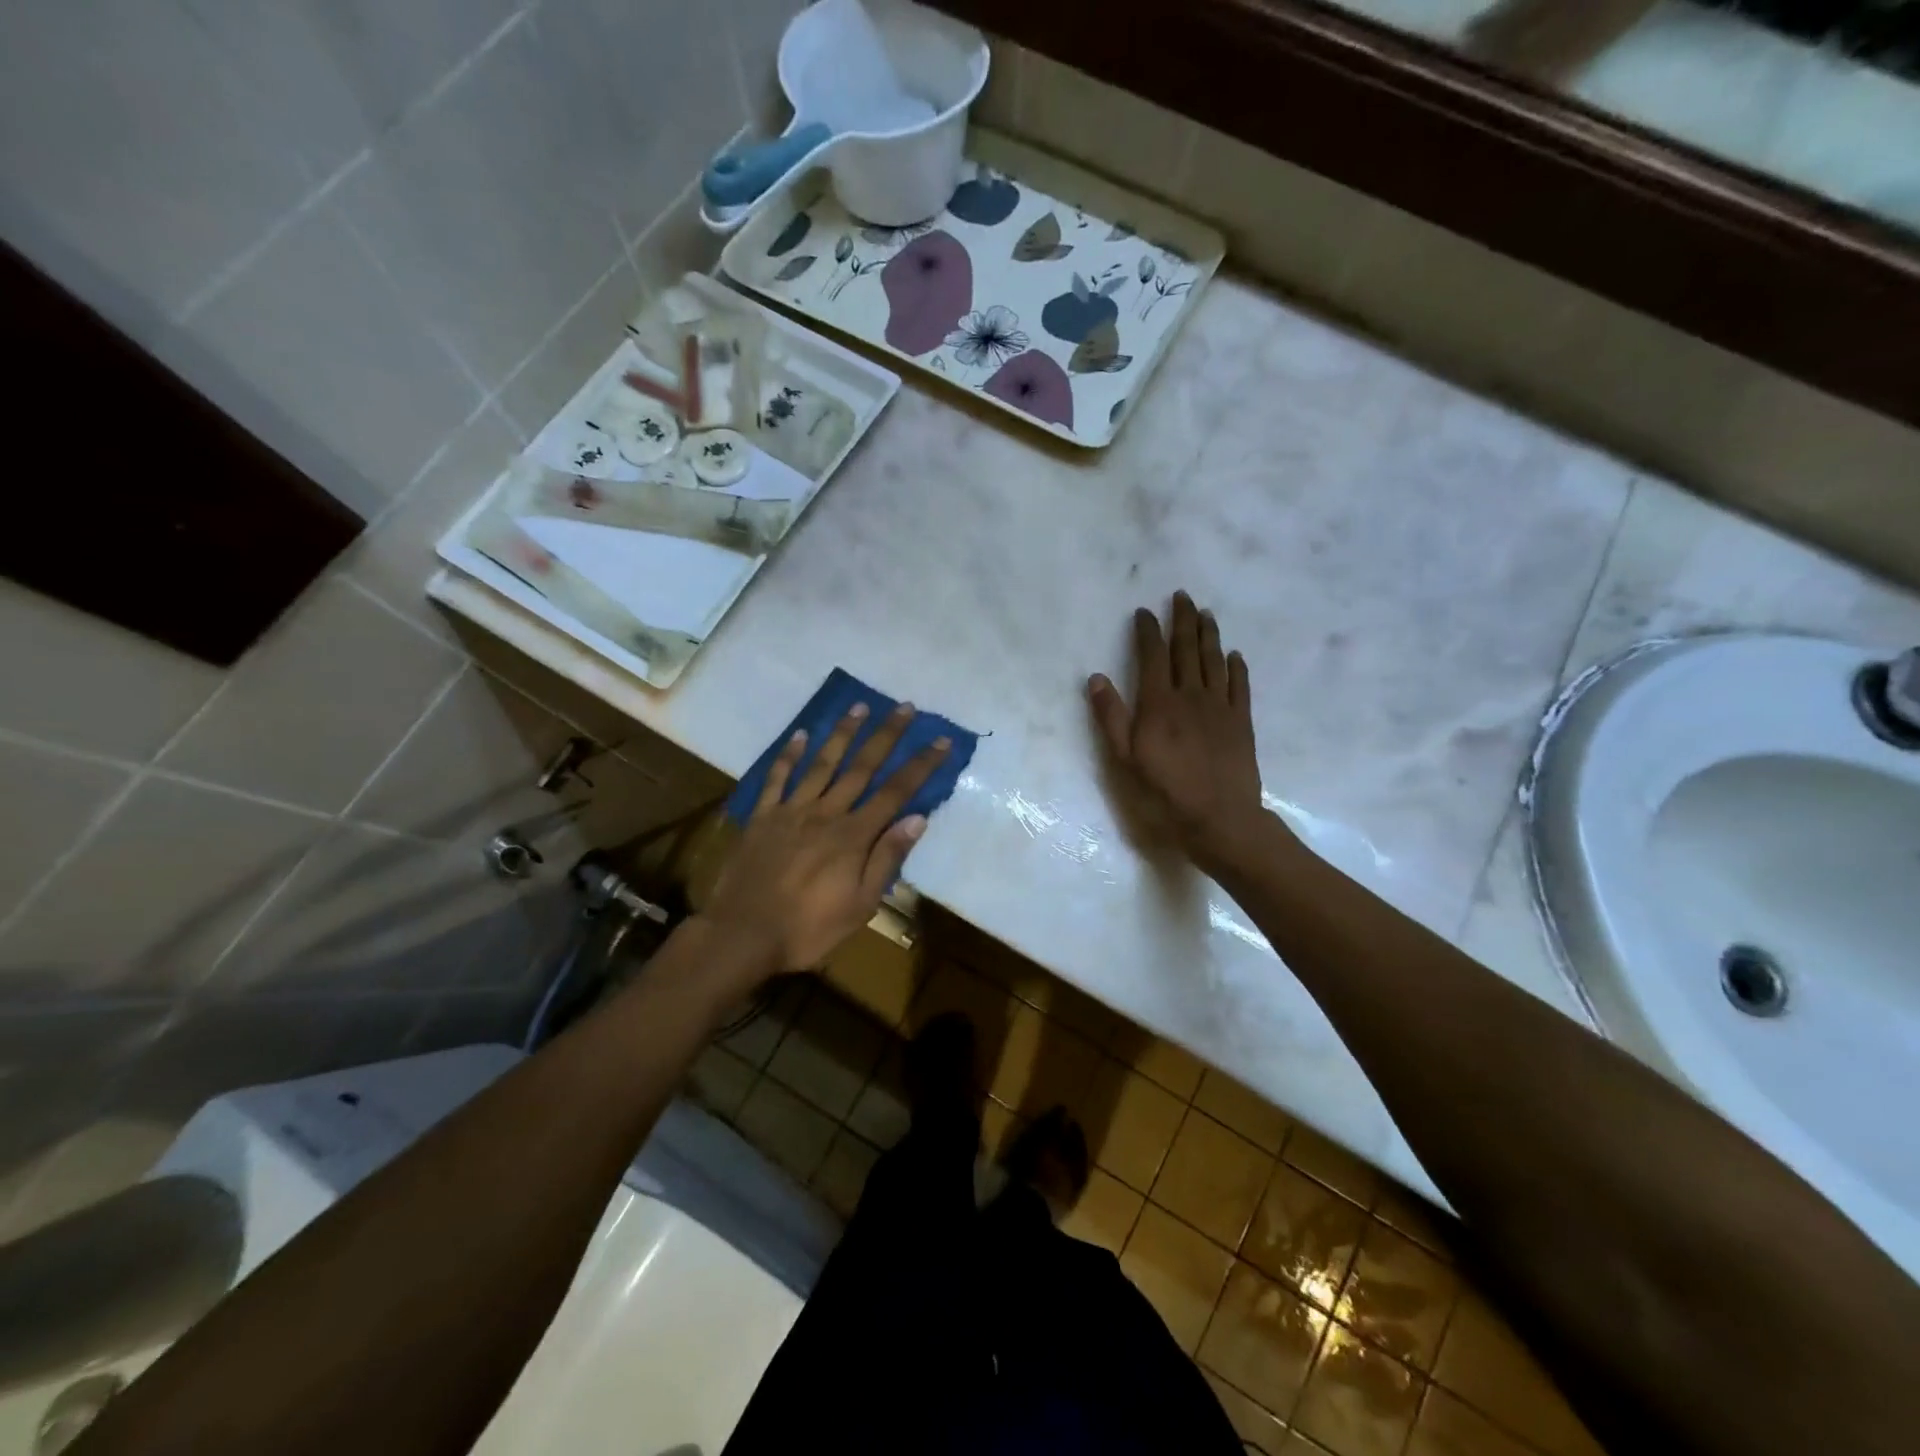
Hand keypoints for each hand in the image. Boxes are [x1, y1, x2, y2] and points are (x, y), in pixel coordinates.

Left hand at [702, 701, 950, 979]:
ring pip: (822, 764)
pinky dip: (789, 755)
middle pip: (862, 767)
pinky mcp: (763, 817)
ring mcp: (791, 811)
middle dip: (886, 735)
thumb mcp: (860, 904)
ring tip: (859, 706)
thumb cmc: (809, 928)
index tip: (939, 740)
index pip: (895, 793)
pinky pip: (777, 779)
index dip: (920, 765)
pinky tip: (800, 734)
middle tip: (905, 706)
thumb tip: (917, 818)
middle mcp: (826, 813)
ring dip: (842, 733)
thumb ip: (887, 858)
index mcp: (853, 836)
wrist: (743, 934)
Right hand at [1087, 592, 1266, 870]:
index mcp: (1159, 703)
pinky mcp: (1241, 721)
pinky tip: (1234, 655)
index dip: (1147, 631)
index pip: (1152, 656)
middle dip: (1182, 620)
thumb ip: (1111, 716)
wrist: (1220, 816)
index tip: (1144, 611)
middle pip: (1187, 649)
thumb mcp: (1125, 758)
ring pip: (1214, 660)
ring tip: (1206, 613)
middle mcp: (1191, 695)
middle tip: (1182, 596)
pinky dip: (1236, 666)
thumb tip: (1096, 678)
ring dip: (1209, 634)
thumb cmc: (1165, 791)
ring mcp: (1219, 706)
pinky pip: (1239, 685)